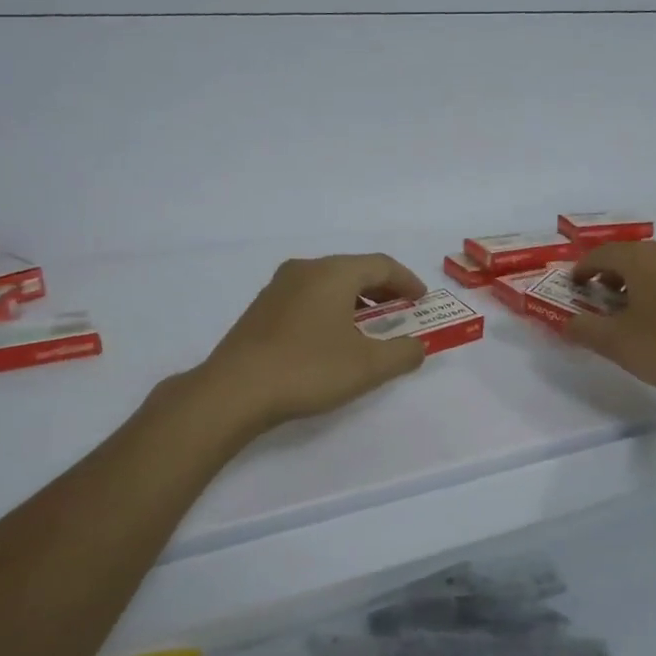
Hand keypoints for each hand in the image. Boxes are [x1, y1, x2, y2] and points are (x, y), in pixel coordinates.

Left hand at [198, 254, 429, 433]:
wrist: (234, 390)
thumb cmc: (308, 369)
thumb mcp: (368, 366)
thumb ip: (402, 353)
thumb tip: (417, 346)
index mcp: (333, 272)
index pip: (381, 265)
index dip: (407, 281)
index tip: (422, 301)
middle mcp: (305, 269)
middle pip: (354, 270)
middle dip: (382, 290)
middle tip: (400, 313)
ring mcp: (278, 287)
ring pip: (328, 283)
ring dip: (355, 301)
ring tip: (368, 329)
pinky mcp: (261, 309)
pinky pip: (307, 298)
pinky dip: (330, 309)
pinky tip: (331, 339)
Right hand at [568, 241, 655, 413]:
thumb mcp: (617, 344)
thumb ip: (585, 329)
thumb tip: (567, 322)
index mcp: (643, 259)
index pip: (603, 254)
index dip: (583, 269)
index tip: (574, 286)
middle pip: (633, 255)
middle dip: (613, 274)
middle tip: (603, 298)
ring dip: (643, 280)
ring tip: (637, 309)